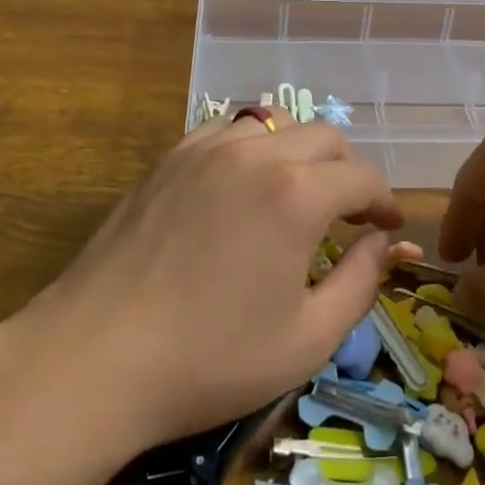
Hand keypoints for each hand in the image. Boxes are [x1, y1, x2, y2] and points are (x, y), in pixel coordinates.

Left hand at [31, 109, 417, 446]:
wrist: (95, 358)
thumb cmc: (210, 360)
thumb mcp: (308, 339)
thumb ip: (361, 283)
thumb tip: (383, 242)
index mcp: (296, 194)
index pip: (362, 177)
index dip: (385, 201)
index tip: (388, 227)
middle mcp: (254, 155)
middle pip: (323, 137)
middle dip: (348, 171)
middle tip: (349, 215)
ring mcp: (204, 150)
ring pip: (274, 124)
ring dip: (299, 153)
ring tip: (296, 195)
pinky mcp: (167, 160)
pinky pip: (225, 131)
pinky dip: (251, 147)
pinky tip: (242, 185)